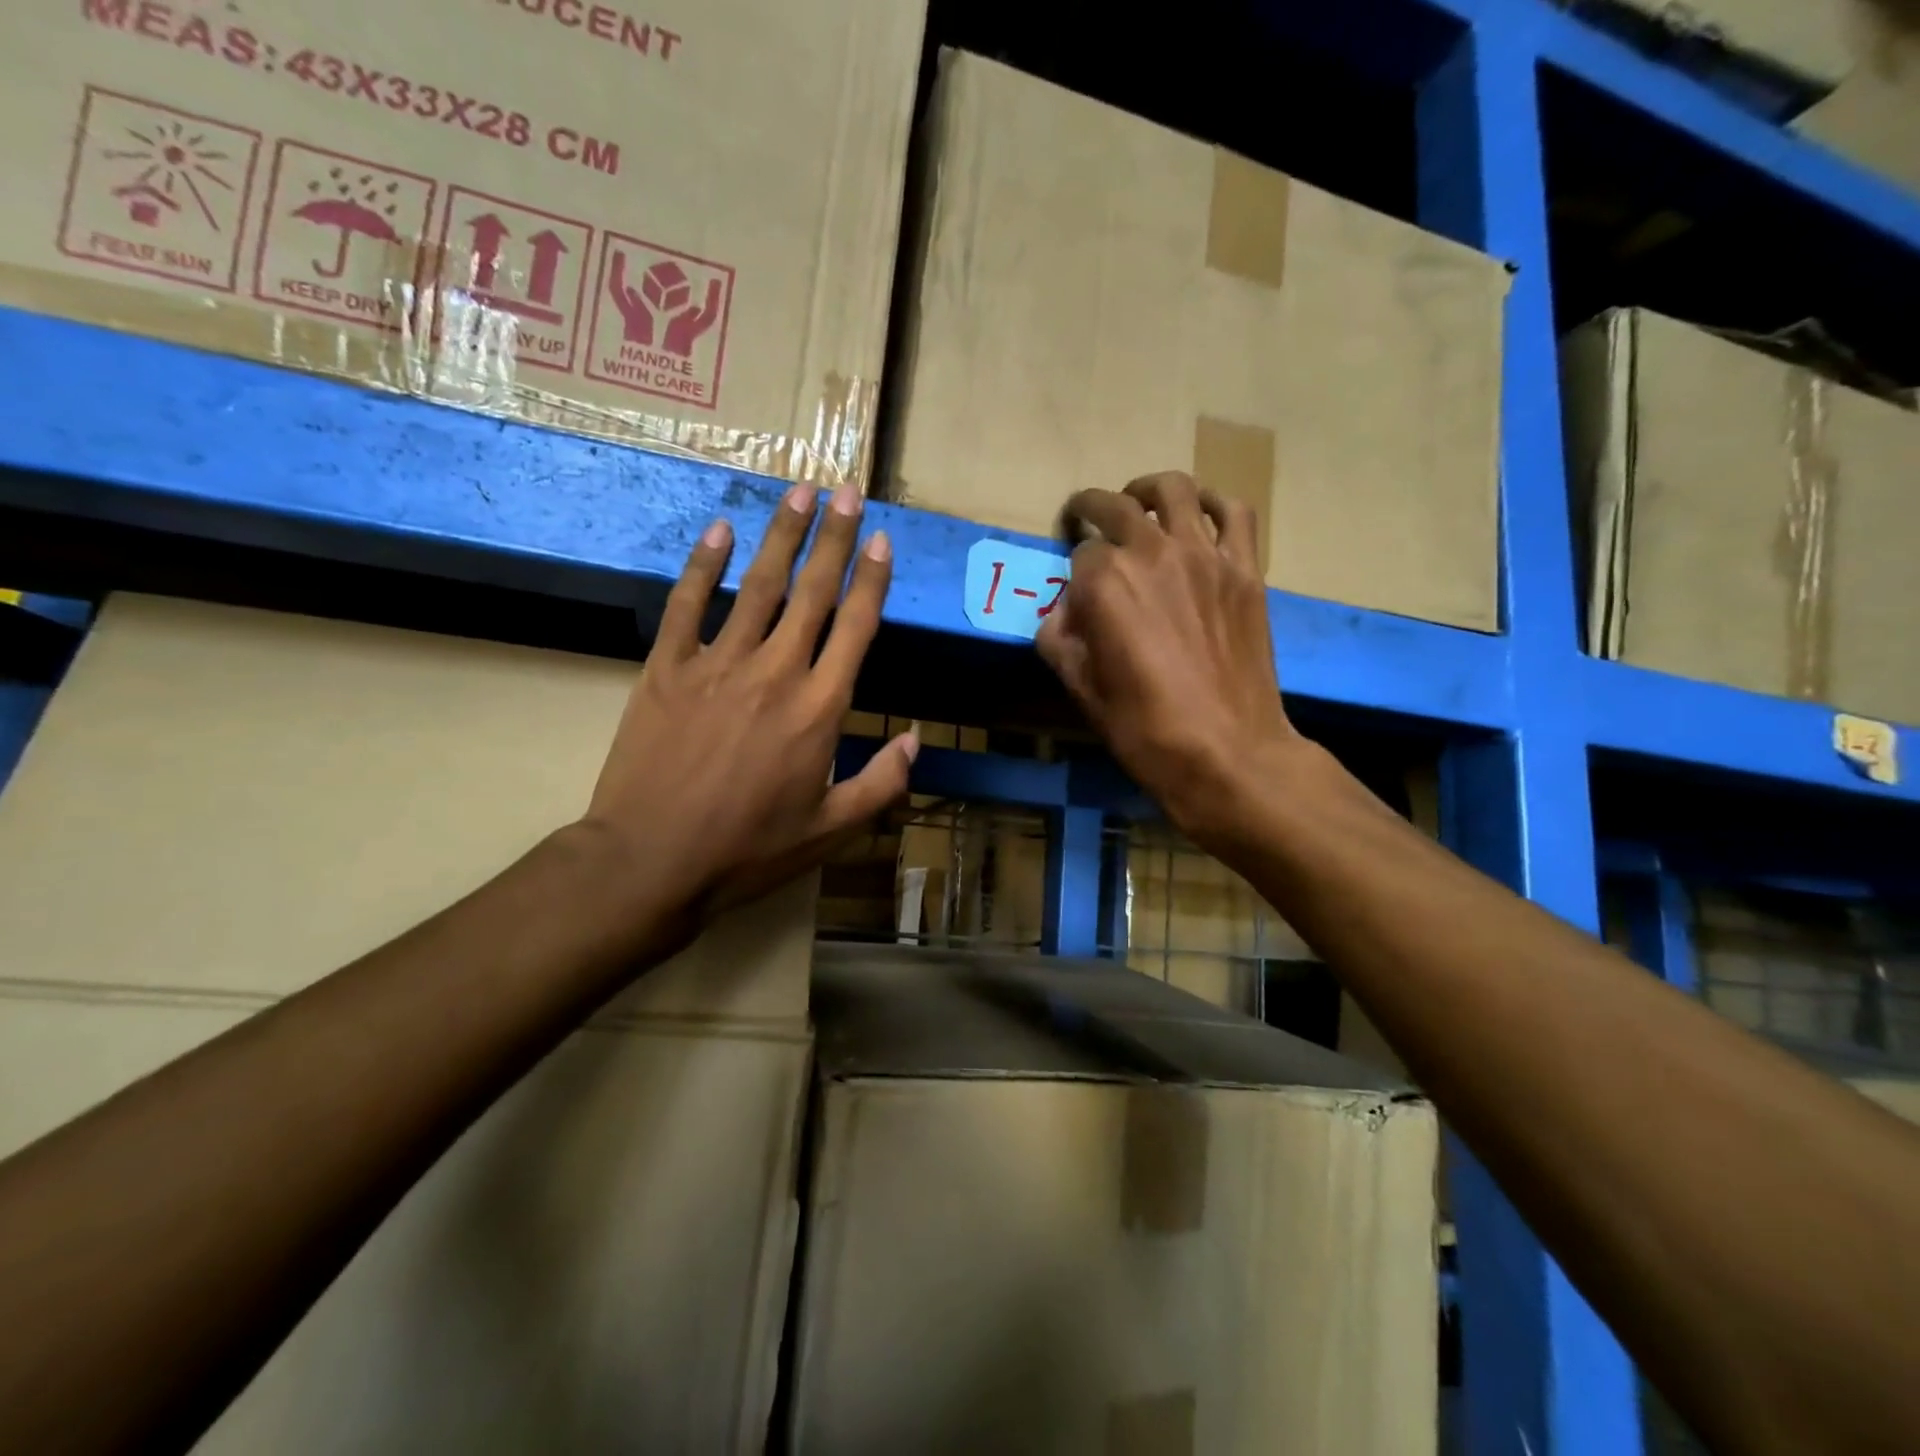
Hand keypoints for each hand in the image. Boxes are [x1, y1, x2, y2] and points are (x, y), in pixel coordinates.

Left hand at [575, 481, 915, 933]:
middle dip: (834, 537)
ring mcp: (718, 664)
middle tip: (845, 490)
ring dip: (780, 536)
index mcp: (820, 708)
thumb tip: (914, 739)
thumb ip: (881, 783)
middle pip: (813, 591)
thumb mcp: (831, 830)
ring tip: (797, 493)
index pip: (856, 627)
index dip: (873, 580)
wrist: (652, 861)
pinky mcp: (666, 669)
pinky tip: (719, 530)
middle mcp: (776, 672)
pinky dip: (703, 565)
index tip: (882, 540)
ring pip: (757, 586)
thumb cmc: (750, 849)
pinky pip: (688, 605)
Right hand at [1037, 472, 1300, 849]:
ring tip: (1139, 503)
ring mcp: (1205, 555)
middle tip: (1083, 517)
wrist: (1228, 752)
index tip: (1075, 592)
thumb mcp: (1081, 690)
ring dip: (1146, 490)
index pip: (1078, 555)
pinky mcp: (1244, 569)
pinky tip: (1199, 514)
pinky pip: (1232, 512)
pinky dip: (1212, 502)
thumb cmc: (1144, 728)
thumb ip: (1059, 640)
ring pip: (1172, 490)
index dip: (1073, 574)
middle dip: (1091, 508)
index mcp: (1104, 583)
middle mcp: (1151, 552)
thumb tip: (1060, 613)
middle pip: (1114, 506)